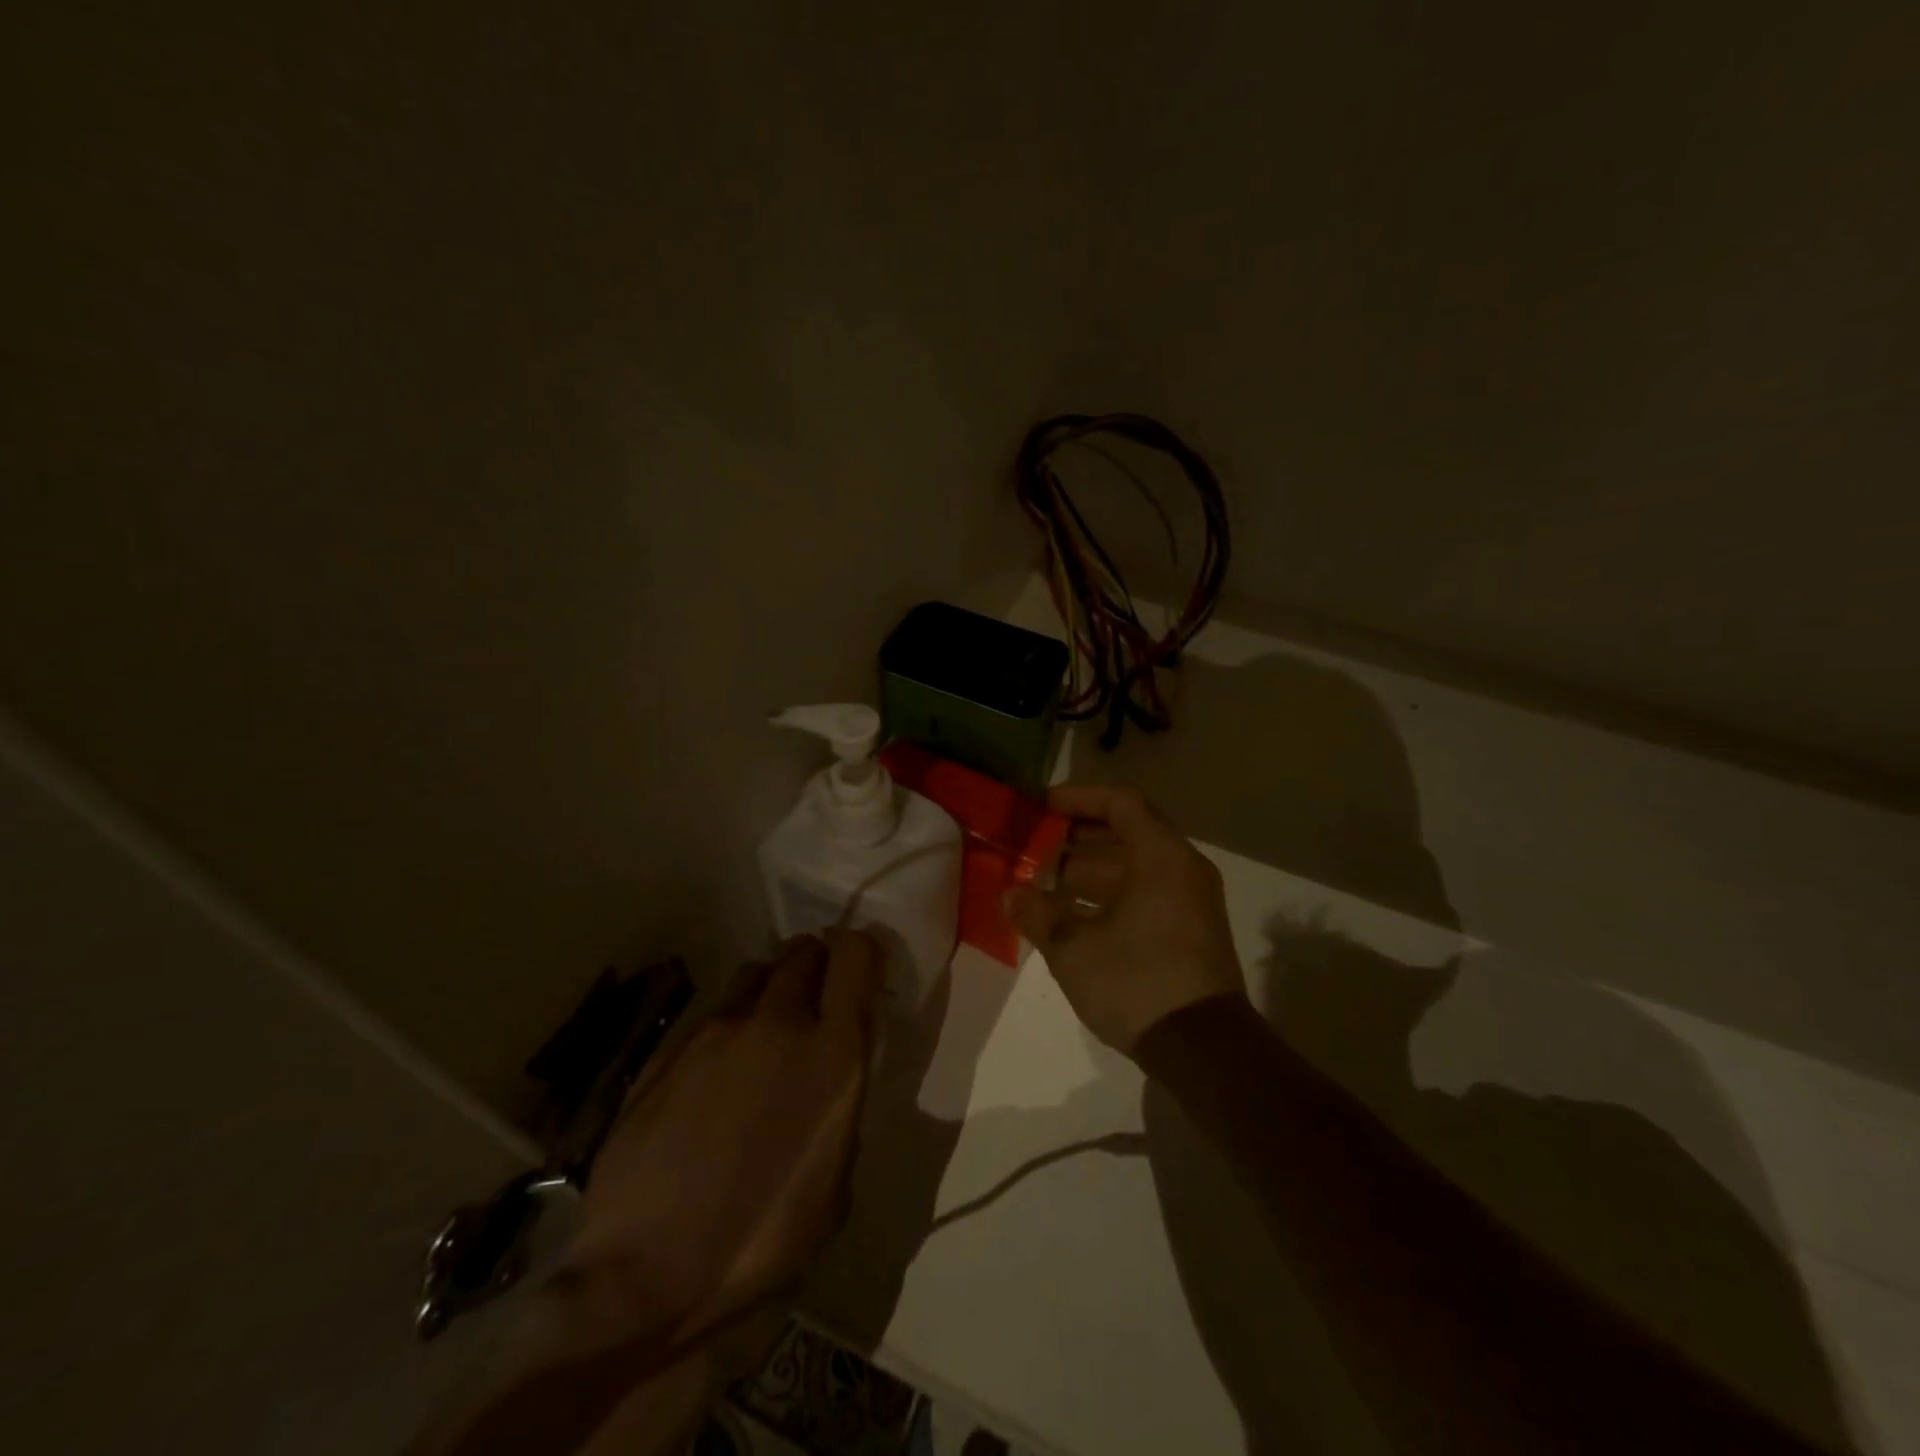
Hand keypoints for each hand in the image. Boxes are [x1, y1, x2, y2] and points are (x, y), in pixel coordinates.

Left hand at [560, 931, 883, 1349]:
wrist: (645, 1276)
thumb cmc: (761, 1241)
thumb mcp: (835, 1184)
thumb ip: (841, 1109)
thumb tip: (834, 1079)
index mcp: (832, 1053)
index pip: (855, 955)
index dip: (862, 951)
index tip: (861, 970)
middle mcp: (777, 1023)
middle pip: (803, 951)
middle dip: (816, 965)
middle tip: (815, 1000)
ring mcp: (717, 1030)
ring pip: (756, 972)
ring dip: (771, 987)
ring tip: (766, 1027)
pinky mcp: (669, 1047)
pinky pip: (713, 1010)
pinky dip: (729, 1022)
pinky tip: (717, 1068)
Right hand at [1006, 784, 1244, 1055]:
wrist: (1203, 1050)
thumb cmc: (1136, 981)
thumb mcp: (1073, 948)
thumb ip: (1037, 914)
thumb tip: (1012, 894)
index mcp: (1161, 857)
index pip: (1121, 803)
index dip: (1079, 798)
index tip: (1043, 807)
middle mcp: (1182, 870)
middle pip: (1127, 836)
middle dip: (1076, 841)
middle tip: (1035, 849)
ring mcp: (1190, 903)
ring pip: (1134, 870)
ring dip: (1089, 874)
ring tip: (1043, 886)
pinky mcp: (1189, 934)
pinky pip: (1144, 896)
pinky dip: (1109, 899)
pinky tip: (1071, 919)